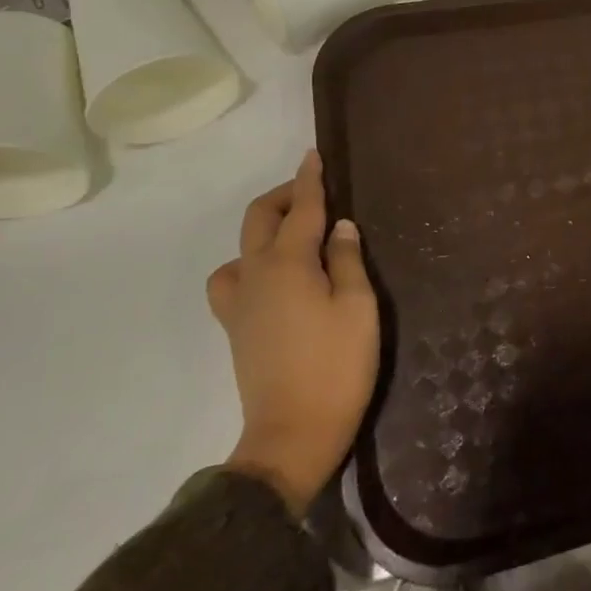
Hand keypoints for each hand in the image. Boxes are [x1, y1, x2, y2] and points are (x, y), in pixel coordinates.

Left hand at [208, 151, 379, 511]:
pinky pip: (232, 280)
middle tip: (314, 194)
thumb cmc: (337, 366)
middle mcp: (256, 275)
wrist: (293, 434)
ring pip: (240, 249)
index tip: (313, 155)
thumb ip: (346, 260)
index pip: (300, 209)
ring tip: (295, 238)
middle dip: (283, 197)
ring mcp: (240, 304)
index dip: (309, 180)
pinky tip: (274, 280)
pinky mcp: (235, 328)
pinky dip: (249, 265)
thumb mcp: (358, 307)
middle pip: (259, 219)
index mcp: (288, 264)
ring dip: (265, 230)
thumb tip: (338, 227)